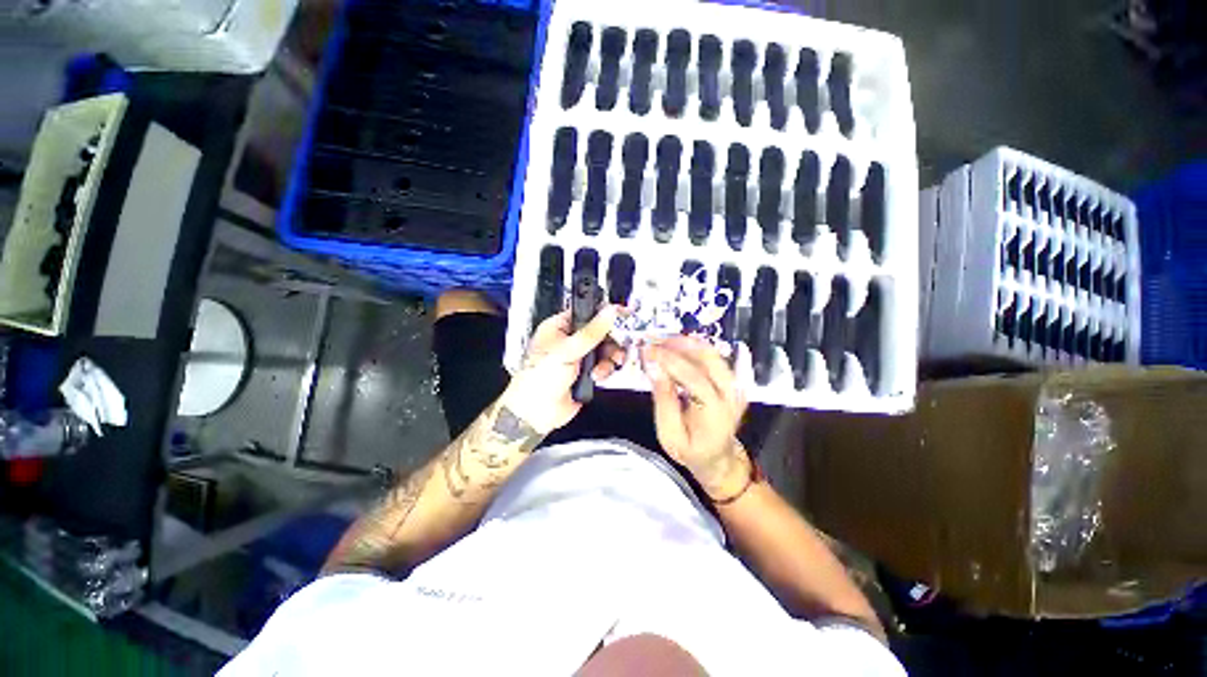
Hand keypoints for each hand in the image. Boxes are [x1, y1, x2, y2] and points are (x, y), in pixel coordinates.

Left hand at [501, 306, 625, 434]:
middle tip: (617, 346)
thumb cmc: (538, 378)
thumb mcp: (568, 350)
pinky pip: (604, 365)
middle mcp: (570, 340)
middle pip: (600, 332)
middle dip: (610, 340)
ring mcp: (578, 358)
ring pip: (605, 350)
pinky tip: (597, 376)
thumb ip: (592, 331)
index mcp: (559, 328)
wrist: (536, 413)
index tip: (621, 314)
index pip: (586, 312)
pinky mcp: (586, 373)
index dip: (604, 313)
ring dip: (608, 358)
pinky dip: (604, 370)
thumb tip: (609, 312)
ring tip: (604, 366)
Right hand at [642, 336, 751, 500]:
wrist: (718, 457)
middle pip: (708, 357)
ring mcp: (735, 385)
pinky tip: (677, 347)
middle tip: (653, 342)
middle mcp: (731, 394)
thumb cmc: (691, 450)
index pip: (694, 376)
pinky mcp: (732, 381)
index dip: (669, 360)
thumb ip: (663, 401)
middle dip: (678, 344)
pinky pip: (714, 357)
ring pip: (712, 353)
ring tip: (662, 342)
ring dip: (686, 343)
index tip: (647, 350)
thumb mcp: (669, 434)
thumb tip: (654, 368)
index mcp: (715, 411)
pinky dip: (694, 348)